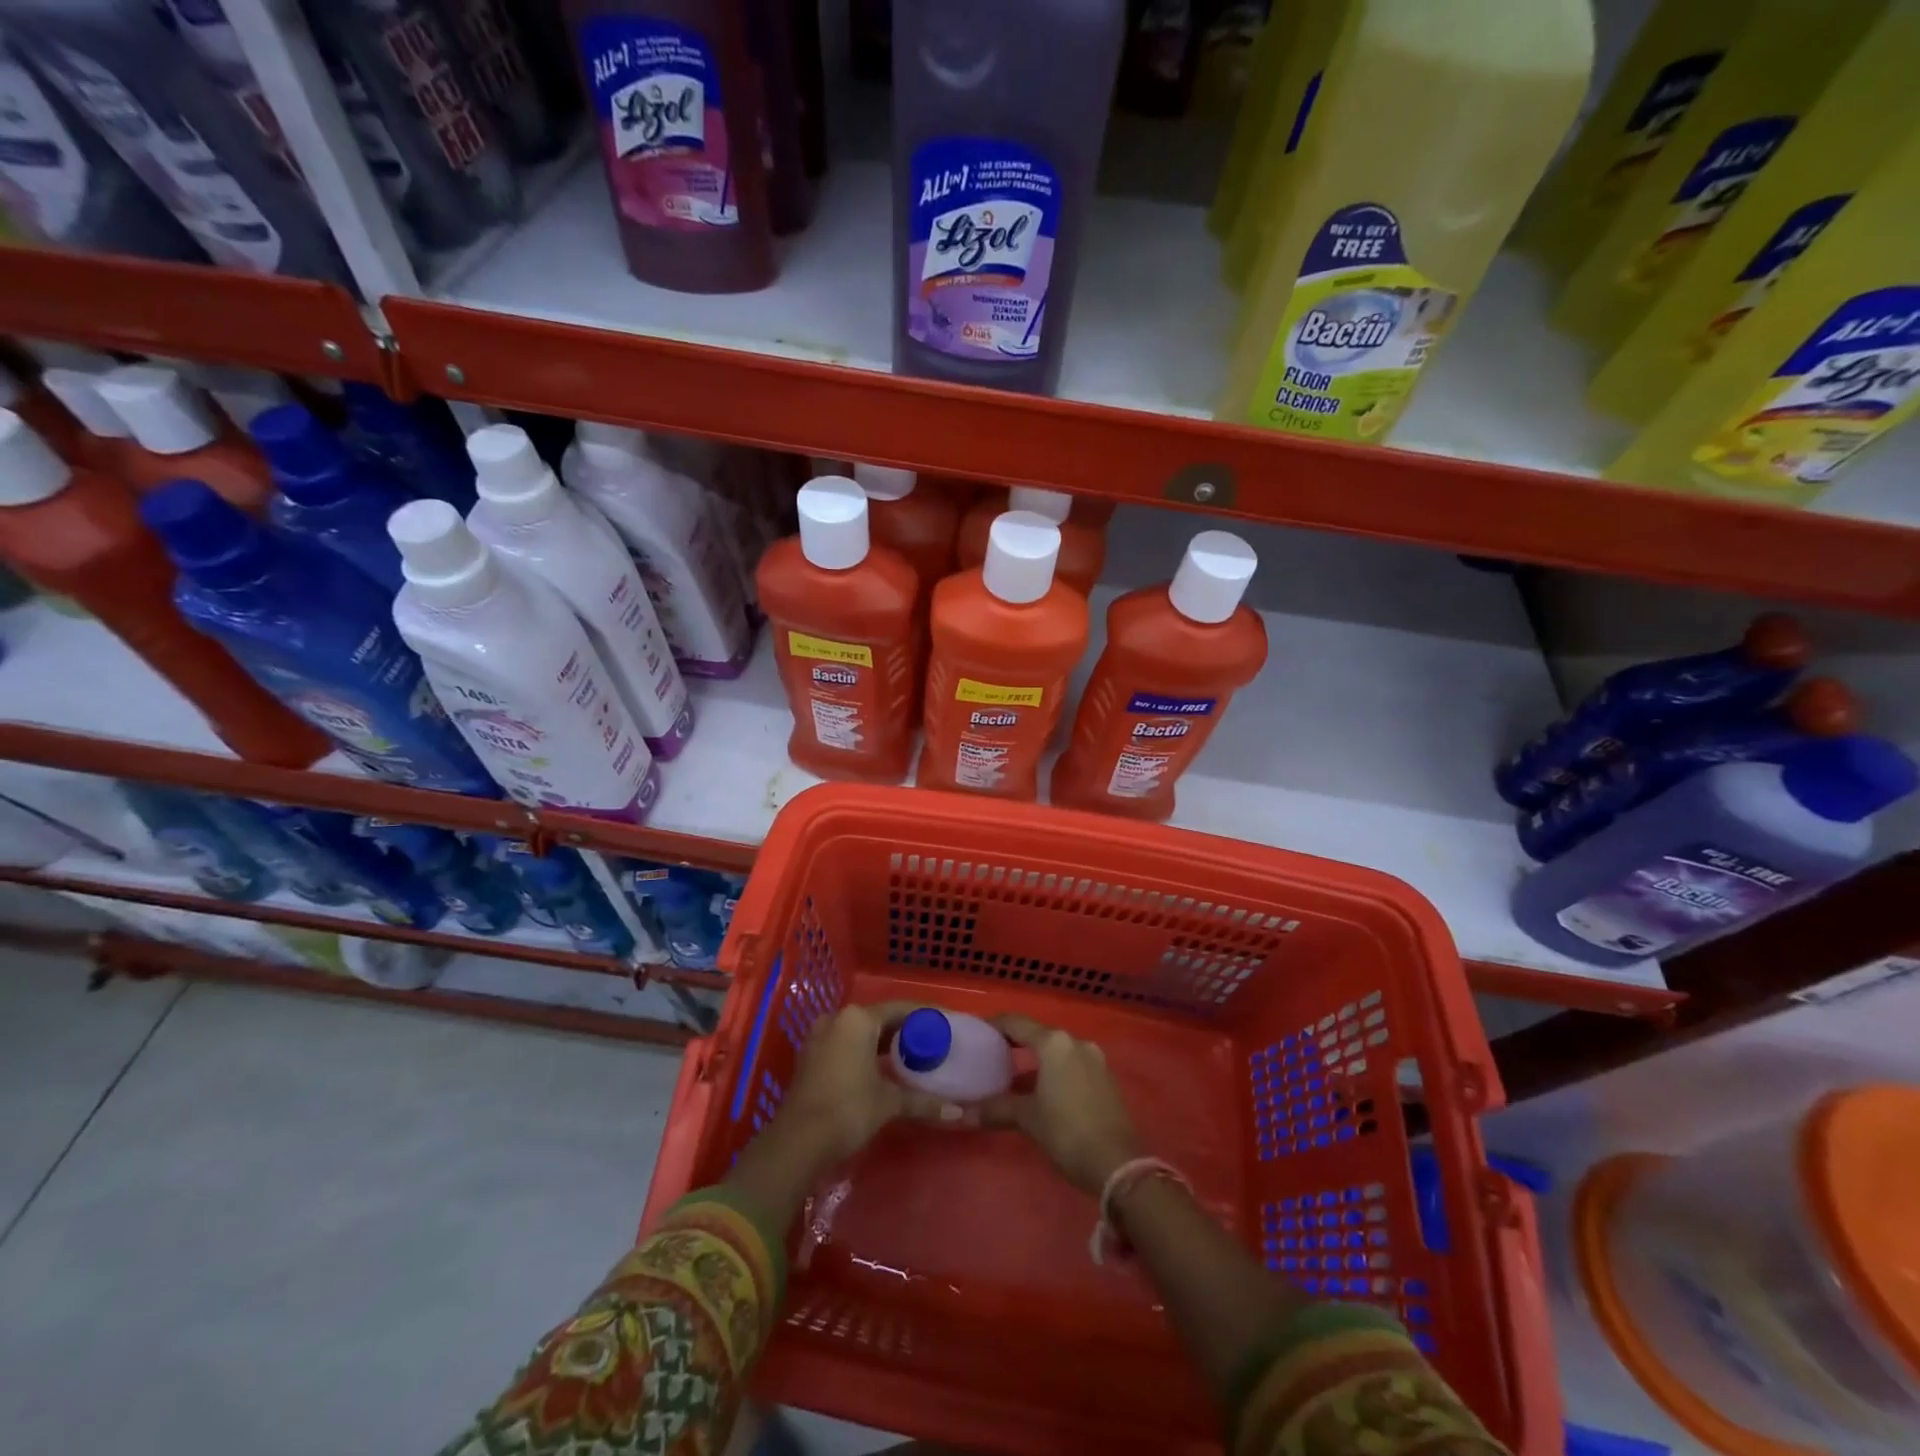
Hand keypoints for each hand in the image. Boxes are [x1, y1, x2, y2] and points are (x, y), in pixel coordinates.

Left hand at [774, 1001, 949, 1166]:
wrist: (798, 1141)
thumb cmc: (848, 1109)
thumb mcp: (889, 1102)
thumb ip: (922, 1101)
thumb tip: (958, 1112)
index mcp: (858, 1019)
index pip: (900, 1008)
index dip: (924, 1016)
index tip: (944, 1024)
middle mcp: (837, 1019)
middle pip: (879, 1018)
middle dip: (904, 1030)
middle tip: (930, 1043)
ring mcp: (819, 1037)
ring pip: (860, 1032)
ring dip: (883, 1042)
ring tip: (910, 1056)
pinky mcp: (810, 1056)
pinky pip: (845, 1044)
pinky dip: (864, 1052)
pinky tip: (881, 1069)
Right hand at [984, 1014, 1140, 1195]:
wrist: (1118, 1165)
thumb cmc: (1067, 1132)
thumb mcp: (1028, 1119)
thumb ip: (995, 1109)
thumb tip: (960, 1113)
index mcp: (1054, 1043)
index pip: (1016, 1023)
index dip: (994, 1025)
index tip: (976, 1033)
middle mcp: (1075, 1042)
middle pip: (1037, 1035)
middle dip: (1014, 1044)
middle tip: (989, 1056)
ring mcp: (1094, 1059)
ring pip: (1056, 1051)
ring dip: (1035, 1061)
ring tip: (1010, 1077)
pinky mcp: (1104, 1078)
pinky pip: (1071, 1064)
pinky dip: (1053, 1071)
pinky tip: (1040, 1091)